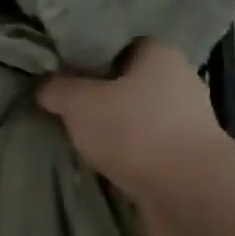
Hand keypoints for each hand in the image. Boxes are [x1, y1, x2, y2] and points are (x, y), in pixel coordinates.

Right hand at [38, 39, 226, 216]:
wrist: (189, 192)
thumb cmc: (134, 131)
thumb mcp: (80, 103)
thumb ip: (58, 89)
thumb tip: (46, 87)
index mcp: (158, 52)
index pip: (114, 43)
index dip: (84, 55)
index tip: (57, 72)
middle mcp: (177, 79)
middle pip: (124, 81)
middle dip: (95, 94)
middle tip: (60, 106)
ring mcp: (185, 119)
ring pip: (133, 115)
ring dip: (109, 127)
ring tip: (75, 138)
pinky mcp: (185, 154)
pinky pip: (143, 145)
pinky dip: (124, 152)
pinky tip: (99, 162)